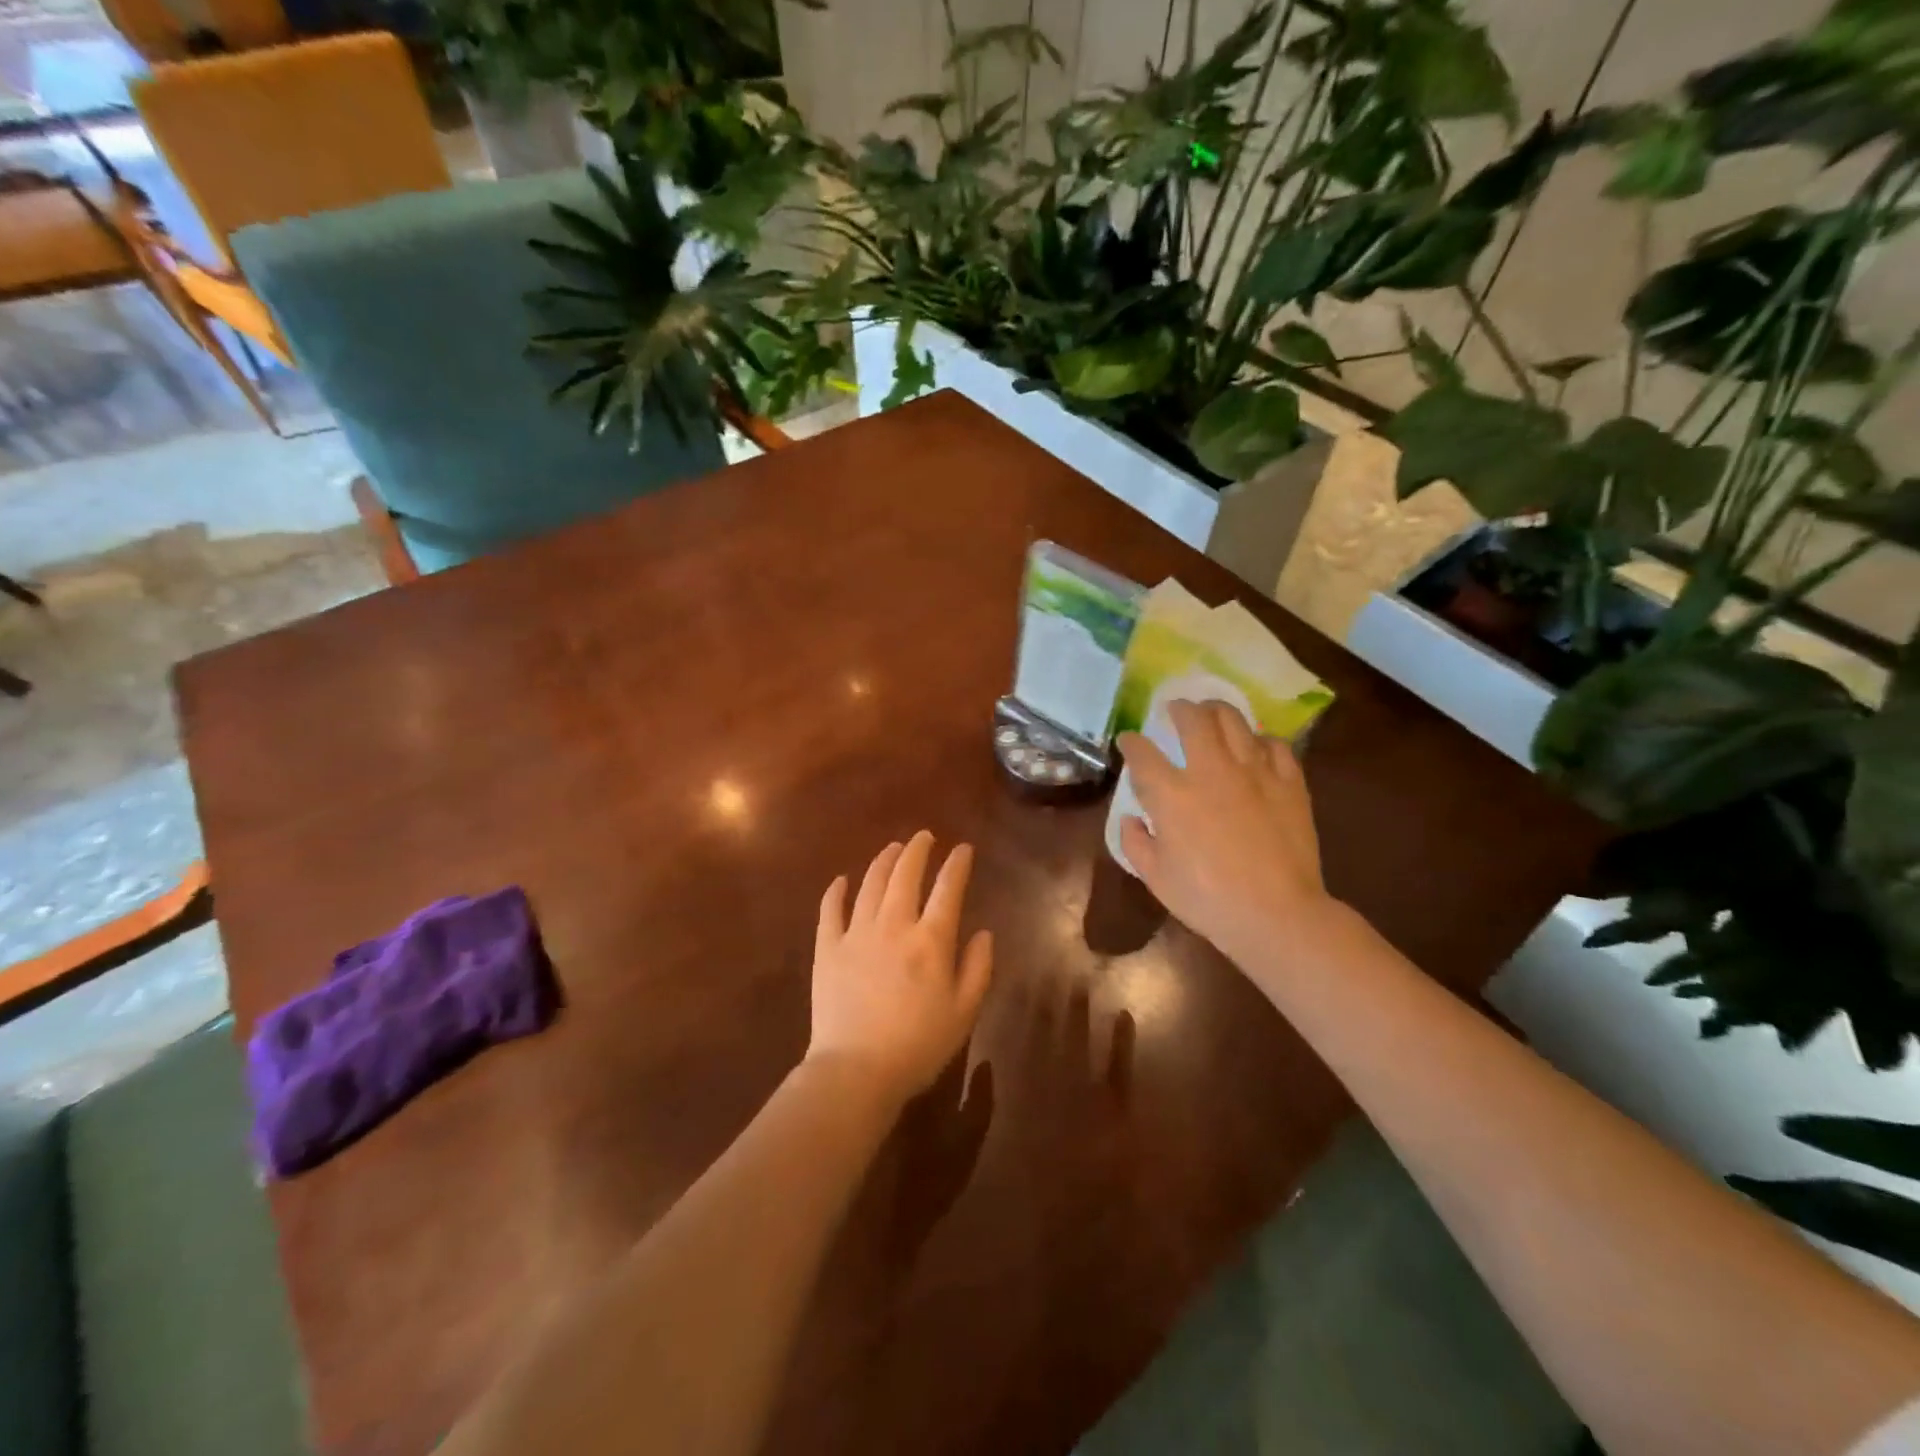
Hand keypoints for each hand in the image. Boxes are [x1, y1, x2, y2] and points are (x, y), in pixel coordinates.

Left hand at [808, 831, 994, 1108]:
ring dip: (883, 861)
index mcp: (930, 940)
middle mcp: (894, 925)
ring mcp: (856, 933)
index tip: (963, 849)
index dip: (957, 865)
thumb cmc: (918, 1045)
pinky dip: (836, 891)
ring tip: (892, 848)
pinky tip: (842, 880)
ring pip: (871, 884)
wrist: (856, 1070)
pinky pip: (830, 910)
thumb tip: (984, 932)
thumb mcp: (964, 1012)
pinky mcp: (827, 948)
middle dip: (917, 850)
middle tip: (924, 837)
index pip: (948, 889)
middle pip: (906, 875)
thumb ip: (978, 968)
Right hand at [1117, 700, 1336, 975]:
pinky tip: (1256, 747)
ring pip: (1235, 721)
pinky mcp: (1289, 783)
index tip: (1129, 740)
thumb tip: (1133, 820)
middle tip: (1175, 710)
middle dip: (1179, 708)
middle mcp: (1210, 771)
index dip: (1132, 742)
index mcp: (1172, 795)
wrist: (1276, 914)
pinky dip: (1260, 740)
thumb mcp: (1155, 878)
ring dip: (1217, 711)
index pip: (1143, 753)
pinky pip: (1275, 745)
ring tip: (1212, 713)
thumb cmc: (1207, 899)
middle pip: (1193, 719)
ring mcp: (1254, 773)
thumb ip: (1136, 842)